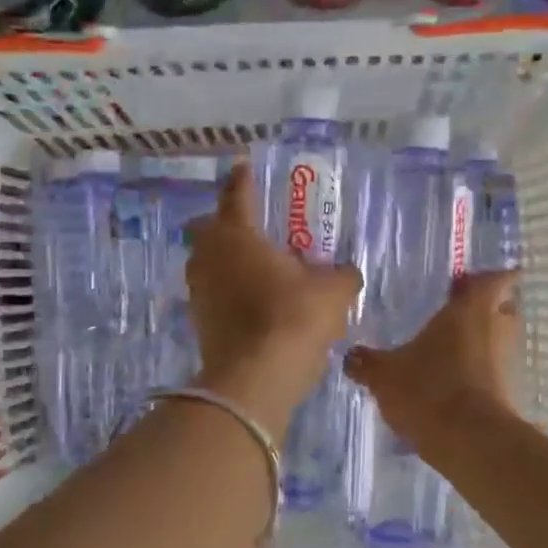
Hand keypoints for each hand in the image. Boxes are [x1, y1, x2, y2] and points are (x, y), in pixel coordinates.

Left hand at [186, 164, 363, 435]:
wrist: (255, 380)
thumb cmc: (293, 320)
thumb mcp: (333, 292)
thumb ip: (343, 274)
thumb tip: (347, 271)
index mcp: (238, 236)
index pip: (236, 195)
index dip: (242, 179)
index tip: (243, 167)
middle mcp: (210, 257)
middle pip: (207, 228)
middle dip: (224, 221)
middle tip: (249, 224)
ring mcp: (199, 291)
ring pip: (206, 263)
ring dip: (225, 259)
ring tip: (254, 265)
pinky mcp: (199, 322)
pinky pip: (212, 293)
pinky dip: (227, 290)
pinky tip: (251, 300)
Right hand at [346, 270, 519, 453]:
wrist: (470, 441)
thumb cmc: (429, 389)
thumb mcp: (384, 374)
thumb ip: (367, 362)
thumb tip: (350, 356)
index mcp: (471, 308)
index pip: (496, 278)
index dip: (487, 276)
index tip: (469, 281)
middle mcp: (497, 327)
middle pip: (502, 307)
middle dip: (483, 308)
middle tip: (454, 312)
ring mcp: (507, 360)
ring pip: (498, 340)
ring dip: (480, 341)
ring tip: (447, 348)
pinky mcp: (508, 391)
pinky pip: (493, 370)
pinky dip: (478, 370)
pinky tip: (450, 380)